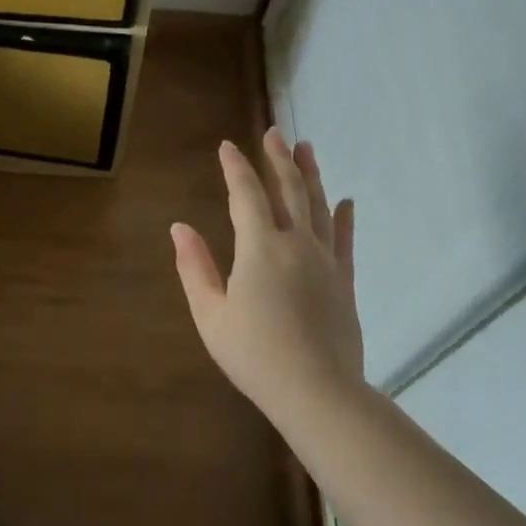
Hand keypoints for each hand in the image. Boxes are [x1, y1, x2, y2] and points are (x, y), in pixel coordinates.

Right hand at [171, 130, 363, 417]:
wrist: (318, 392)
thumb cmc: (254, 355)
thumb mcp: (210, 313)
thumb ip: (194, 267)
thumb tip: (179, 227)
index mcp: (259, 248)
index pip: (246, 195)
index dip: (236, 168)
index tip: (227, 146)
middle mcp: (296, 244)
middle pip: (289, 191)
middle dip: (279, 159)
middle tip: (275, 133)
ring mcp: (325, 261)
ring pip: (319, 207)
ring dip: (311, 175)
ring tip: (307, 149)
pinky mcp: (344, 281)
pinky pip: (344, 240)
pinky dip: (344, 217)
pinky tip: (346, 201)